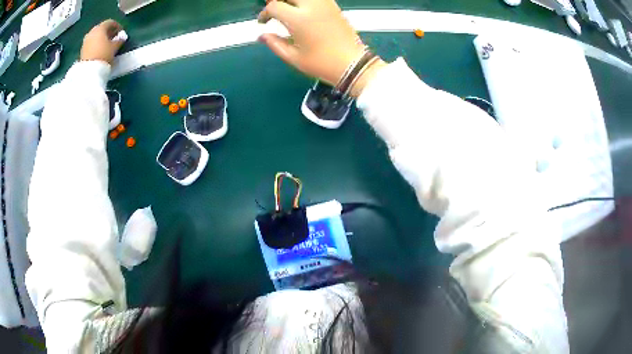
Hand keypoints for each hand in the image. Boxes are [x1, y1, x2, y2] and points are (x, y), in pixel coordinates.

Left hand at [80, 20, 125, 63]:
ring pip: (95, 36)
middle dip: (108, 31)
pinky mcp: (82, 50)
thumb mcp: (114, 47)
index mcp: (100, 28)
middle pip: (101, 28)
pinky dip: (96, 44)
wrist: (89, 72)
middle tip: (113, 37)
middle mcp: (92, 32)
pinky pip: (91, 43)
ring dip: (101, 38)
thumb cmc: (104, 55)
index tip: (121, 32)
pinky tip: (100, 50)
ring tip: (107, 44)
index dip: (117, 26)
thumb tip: (122, 38)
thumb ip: (119, 40)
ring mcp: (85, 41)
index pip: (110, 22)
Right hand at [258, 0, 384, 96]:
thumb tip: (262, 36)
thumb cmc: (321, 63)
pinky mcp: (334, 5)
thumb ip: (274, 44)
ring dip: (292, 0)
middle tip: (274, 10)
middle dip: (277, 0)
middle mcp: (311, 6)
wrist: (352, 64)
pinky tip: (303, 9)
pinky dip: (306, 1)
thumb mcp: (293, 57)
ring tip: (288, 9)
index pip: (274, 6)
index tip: (264, 22)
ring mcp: (325, 4)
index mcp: (298, 19)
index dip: (265, 13)